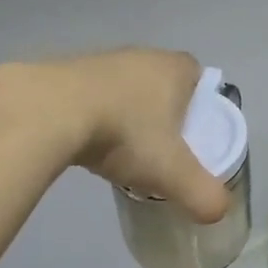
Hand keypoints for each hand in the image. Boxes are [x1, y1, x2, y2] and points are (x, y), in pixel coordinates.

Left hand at [10, 50, 233, 222]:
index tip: (192, 136)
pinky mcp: (65, 71)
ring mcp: (100, 60)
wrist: (49, 111)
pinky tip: (86, 142)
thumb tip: (219, 212)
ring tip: (120, 150)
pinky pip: (90, 94)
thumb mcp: (171, 171)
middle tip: (159, 149)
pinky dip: (93, 114)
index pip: (198, 77)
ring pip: (124, 88)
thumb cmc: (123, 133)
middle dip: (162, 112)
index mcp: (173, 68)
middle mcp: (140, 55)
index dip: (200, 104)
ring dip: (125, 113)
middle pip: (160, 82)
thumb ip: (202, 193)